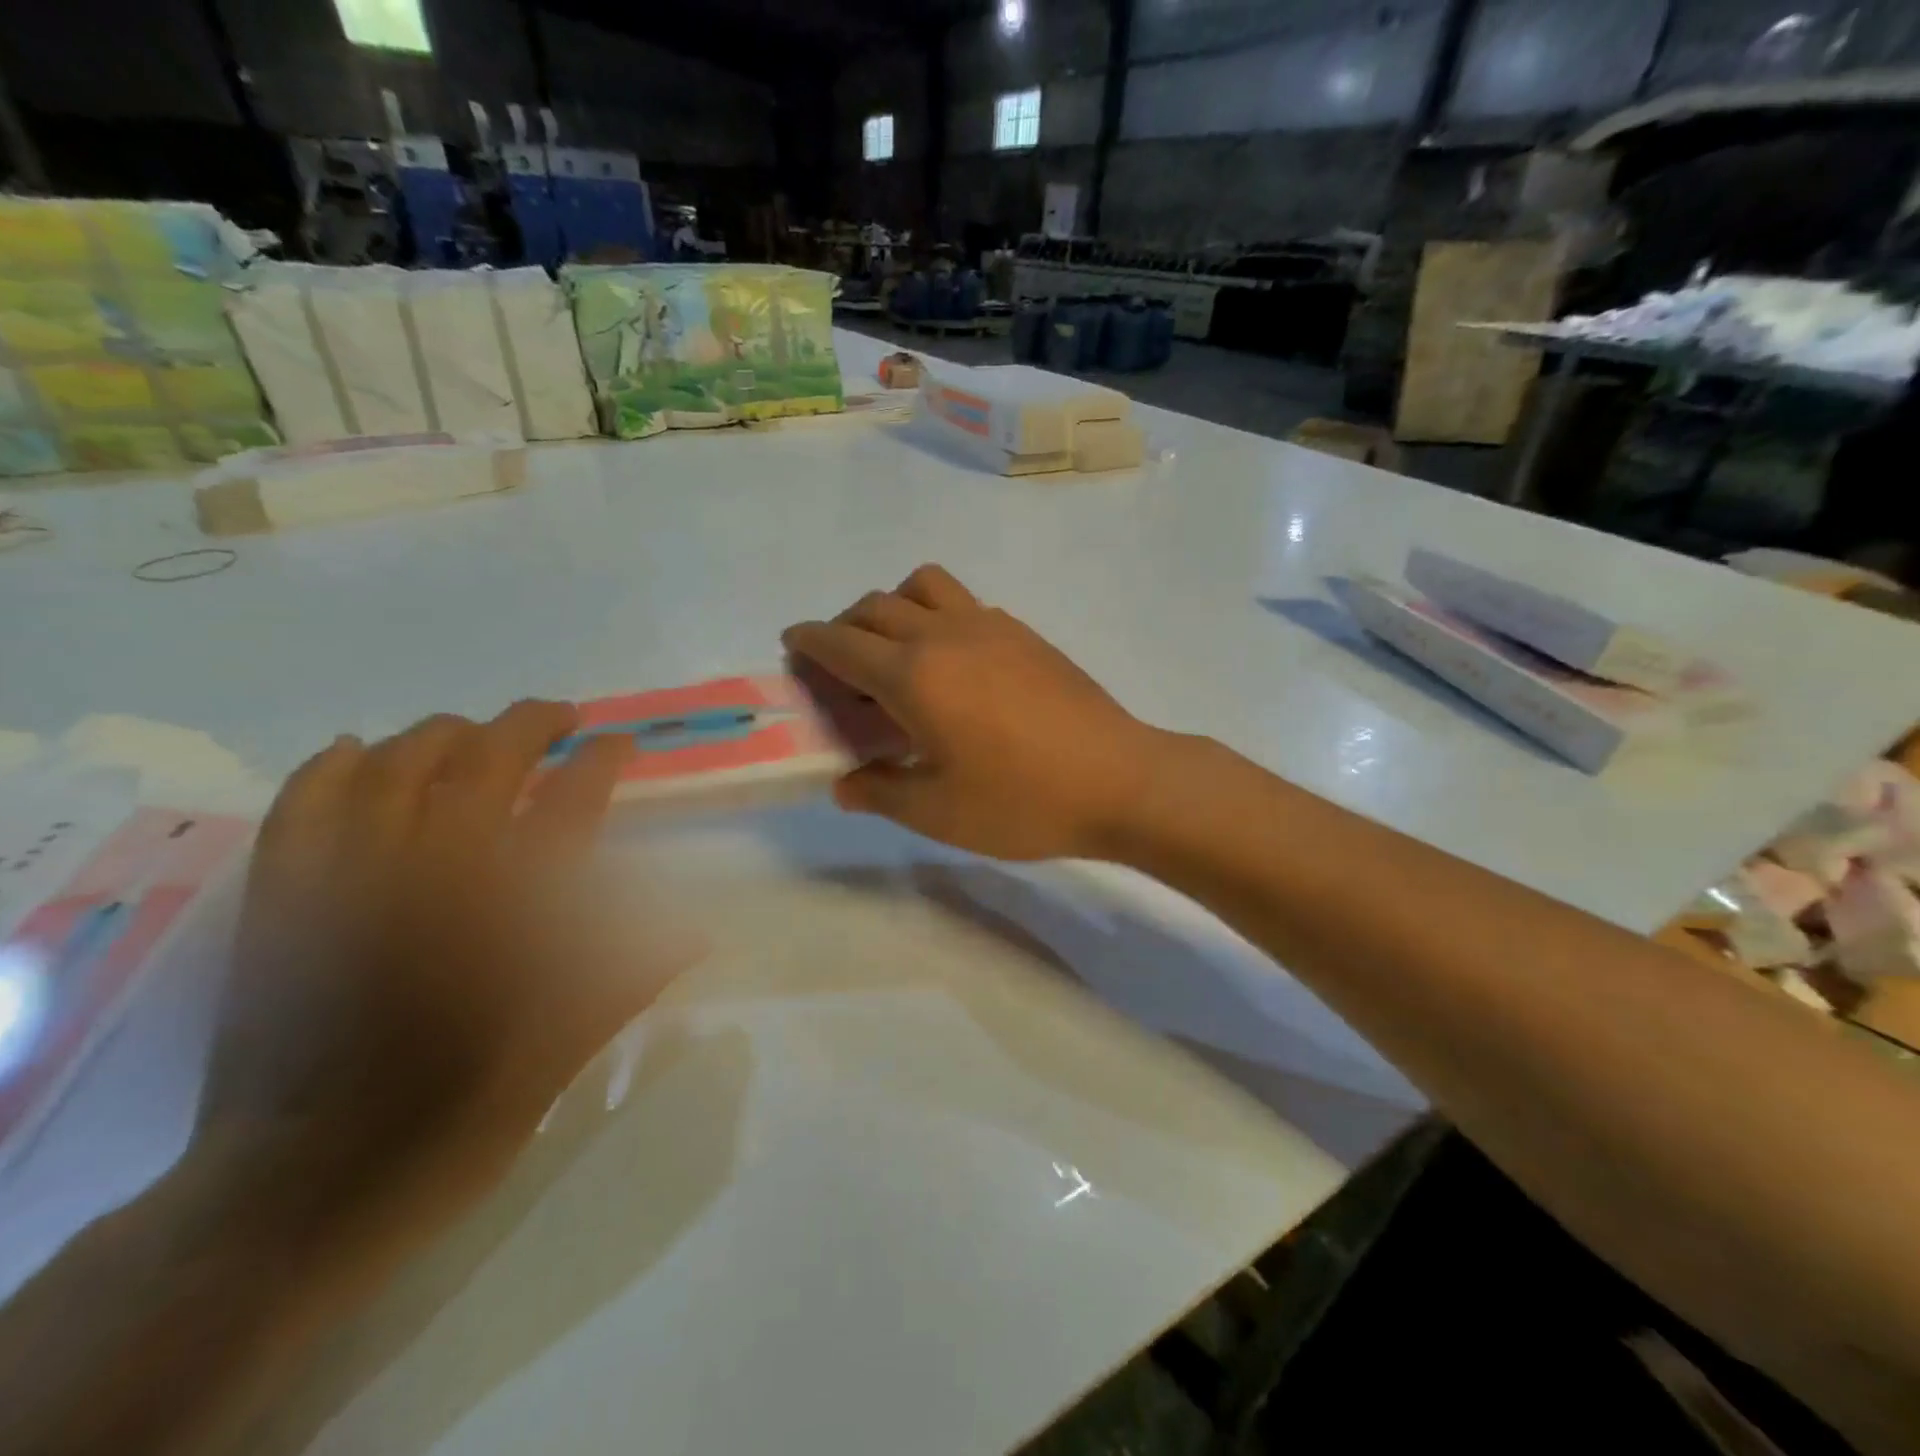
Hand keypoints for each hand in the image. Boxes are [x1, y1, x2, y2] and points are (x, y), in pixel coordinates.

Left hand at [203, 701, 680, 1252]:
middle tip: (559, 717)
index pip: (570, 803)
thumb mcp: (563, 1056)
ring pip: (392, 766)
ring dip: (441, 733)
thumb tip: (696, 931)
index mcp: (510, 915)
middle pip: (483, 762)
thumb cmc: (452, 1125)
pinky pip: (299, 809)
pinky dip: (328, 767)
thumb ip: (626, 977)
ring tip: (474, 731)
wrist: (298, 1198)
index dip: (600, 760)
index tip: (619, 744)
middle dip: (528, 723)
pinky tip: (357, 751)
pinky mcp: (282, 907)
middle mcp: (431, 879)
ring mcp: (346, 884)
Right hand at [783, 565, 1160, 859]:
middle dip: (843, 625)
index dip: (809, 640)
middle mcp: (945, 635)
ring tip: (895, 649)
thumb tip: (845, 784)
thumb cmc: (1023, 802)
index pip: (842, 642)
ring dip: (893, 605)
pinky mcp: (1025, 632)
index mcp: (914, 675)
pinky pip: (964, 602)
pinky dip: (937, 615)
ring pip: (924, 585)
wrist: (1121, 780)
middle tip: (838, 664)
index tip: (792, 645)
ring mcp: (991, 625)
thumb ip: (881, 792)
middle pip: (875, 605)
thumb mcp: (938, 812)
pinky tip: (953, 664)